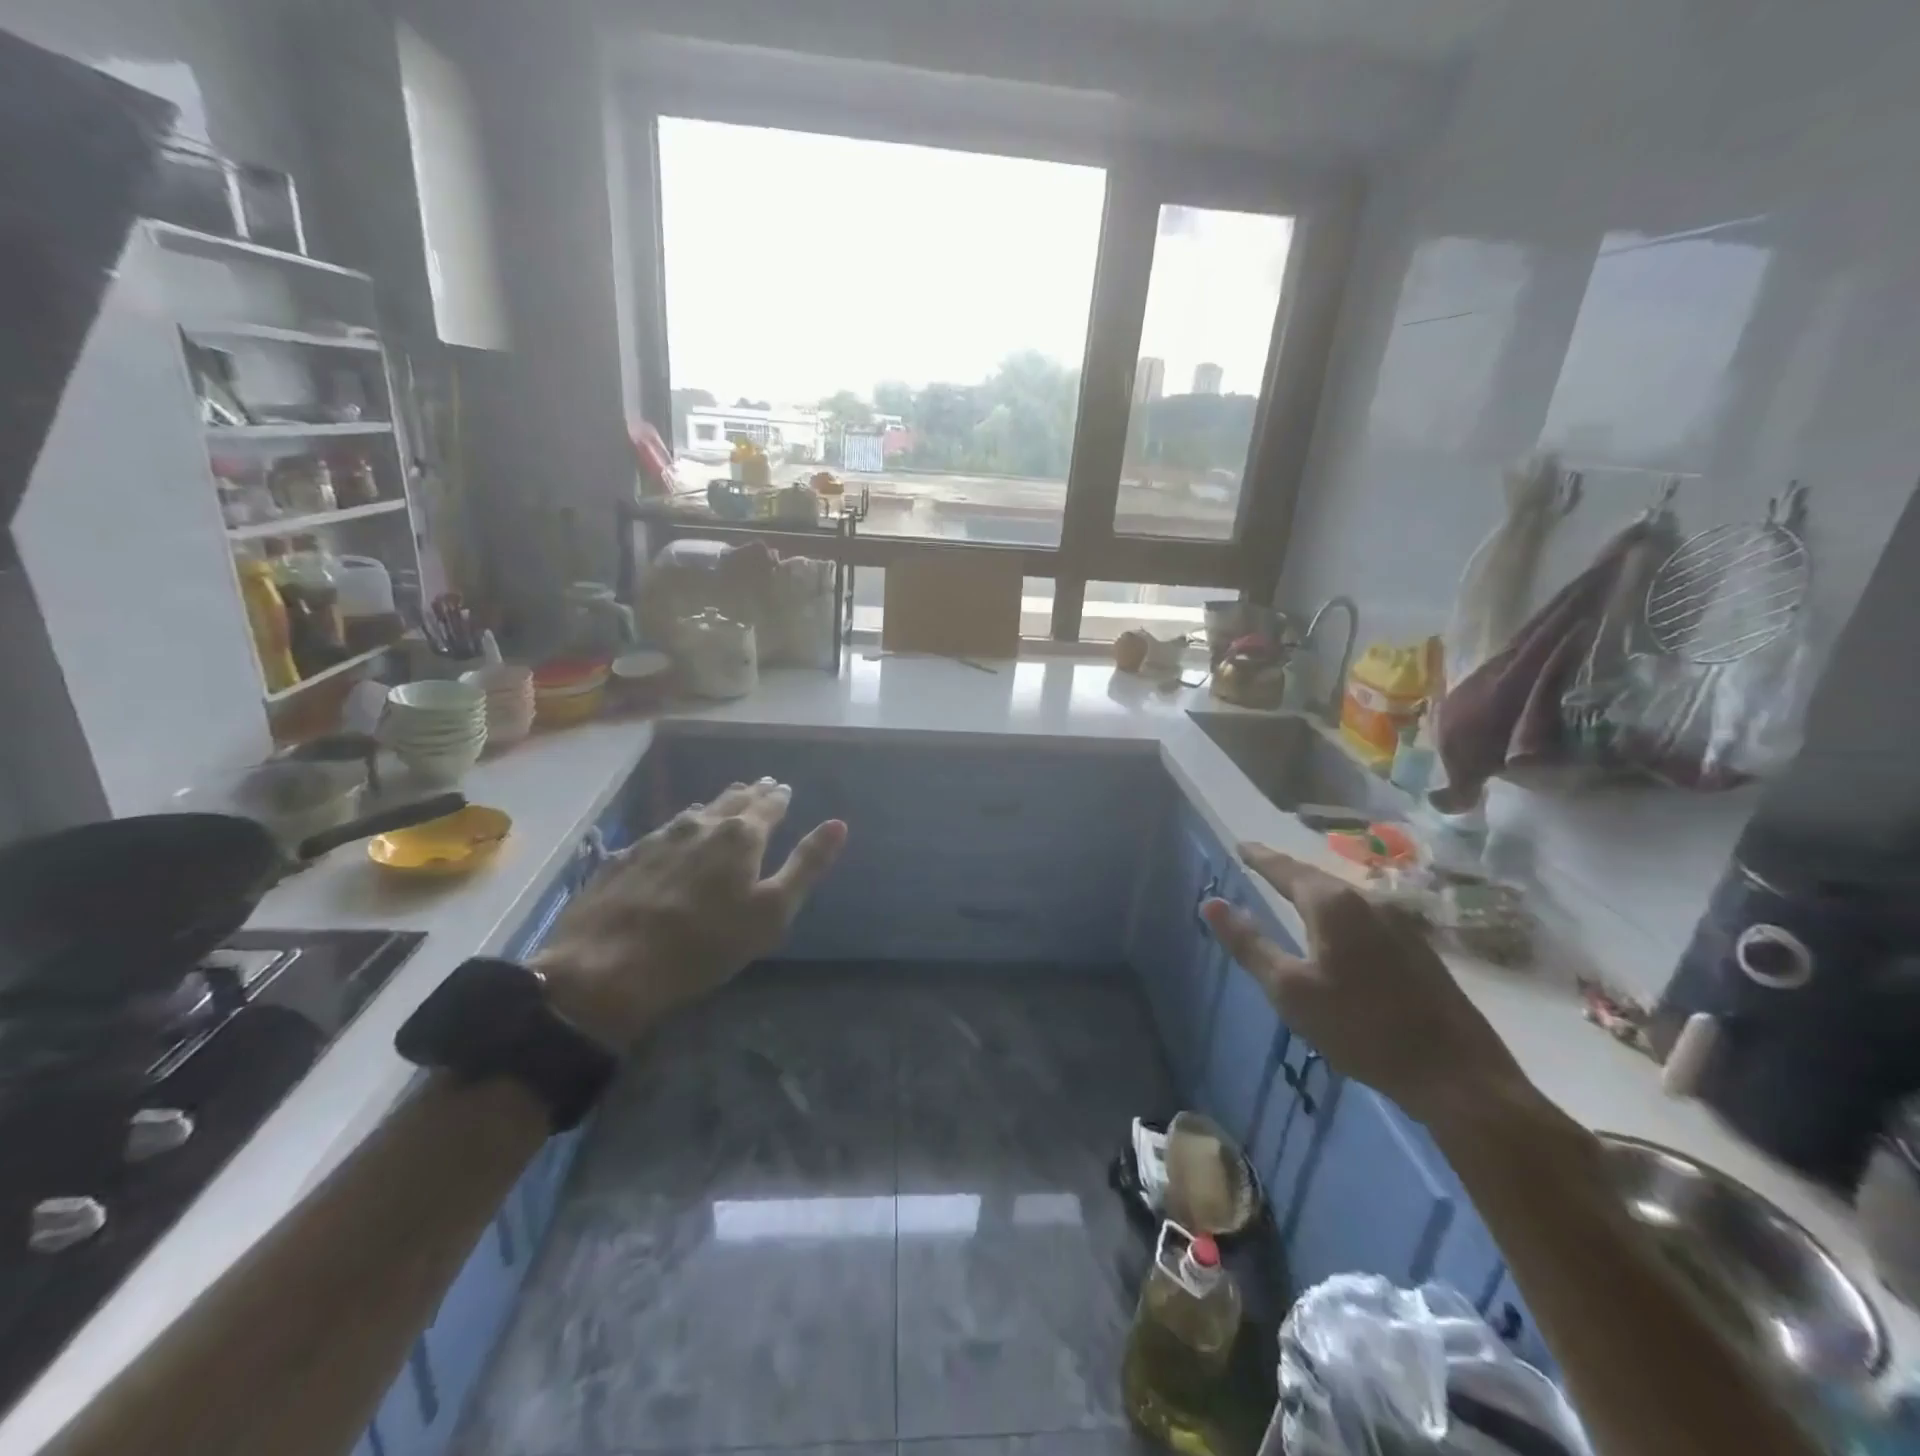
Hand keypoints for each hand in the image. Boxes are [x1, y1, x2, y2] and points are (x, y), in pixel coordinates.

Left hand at [531, 779, 846, 1048]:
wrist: (606, 968)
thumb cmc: (704, 945)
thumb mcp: (771, 912)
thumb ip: (806, 865)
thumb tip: (838, 824)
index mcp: (741, 836)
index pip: (769, 805)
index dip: (780, 797)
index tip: (785, 788)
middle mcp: (701, 824)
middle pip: (732, 800)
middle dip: (751, 793)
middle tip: (762, 785)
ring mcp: (659, 837)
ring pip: (697, 811)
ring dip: (716, 805)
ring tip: (726, 801)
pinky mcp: (626, 855)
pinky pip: (665, 829)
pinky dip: (682, 825)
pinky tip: (677, 832)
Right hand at [1201, 843, 1525, 1126]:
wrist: (1458, 1075)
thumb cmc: (1361, 1029)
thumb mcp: (1290, 989)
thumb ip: (1249, 943)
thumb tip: (1211, 903)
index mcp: (1333, 905)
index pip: (1285, 869)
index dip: (1260, 857)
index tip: (1241, 845)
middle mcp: (1368, 901)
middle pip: (1317, 878)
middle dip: (1286, 871)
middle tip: (1260, 866)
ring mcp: (1400, 923)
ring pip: (1344, 897)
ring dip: (1314, 891)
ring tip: (1292, 894)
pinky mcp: (1418, 948)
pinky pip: (1364, 915)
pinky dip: (1338, 913)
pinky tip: (1336, 931)